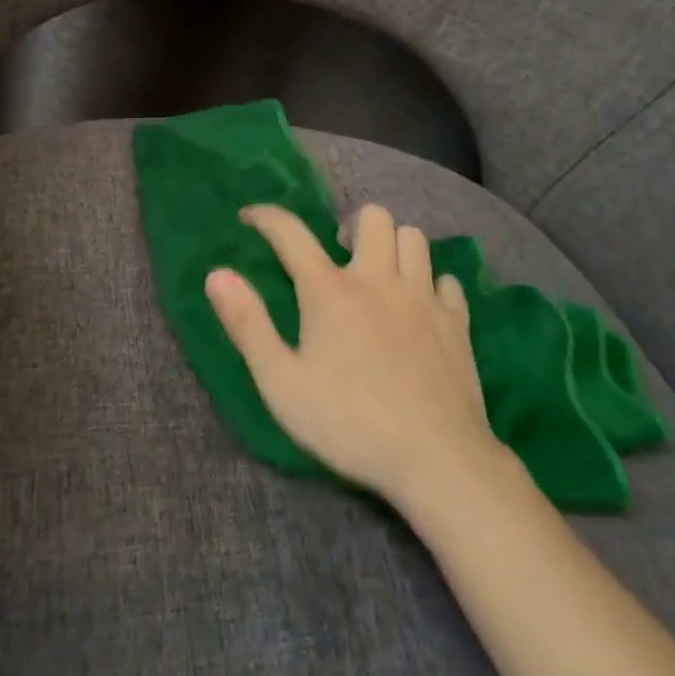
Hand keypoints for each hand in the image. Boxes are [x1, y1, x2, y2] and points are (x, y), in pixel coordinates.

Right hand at [204, 202, 499, 504]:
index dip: (266, 217)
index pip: (291, 233)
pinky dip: (432, 284)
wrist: (437, 459)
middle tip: (340, 254)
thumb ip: (248, 324)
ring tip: (380, 273)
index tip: (250, 216)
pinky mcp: (457, 322)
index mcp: (330, 291)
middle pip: (373, 216)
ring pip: (415, 238)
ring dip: (394, 246)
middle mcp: (379, 279)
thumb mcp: (281, 383)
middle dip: (352, 225)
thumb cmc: (348, 423)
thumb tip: (217, 274)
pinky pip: (447, 280)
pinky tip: (422, 307)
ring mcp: (423, 298)